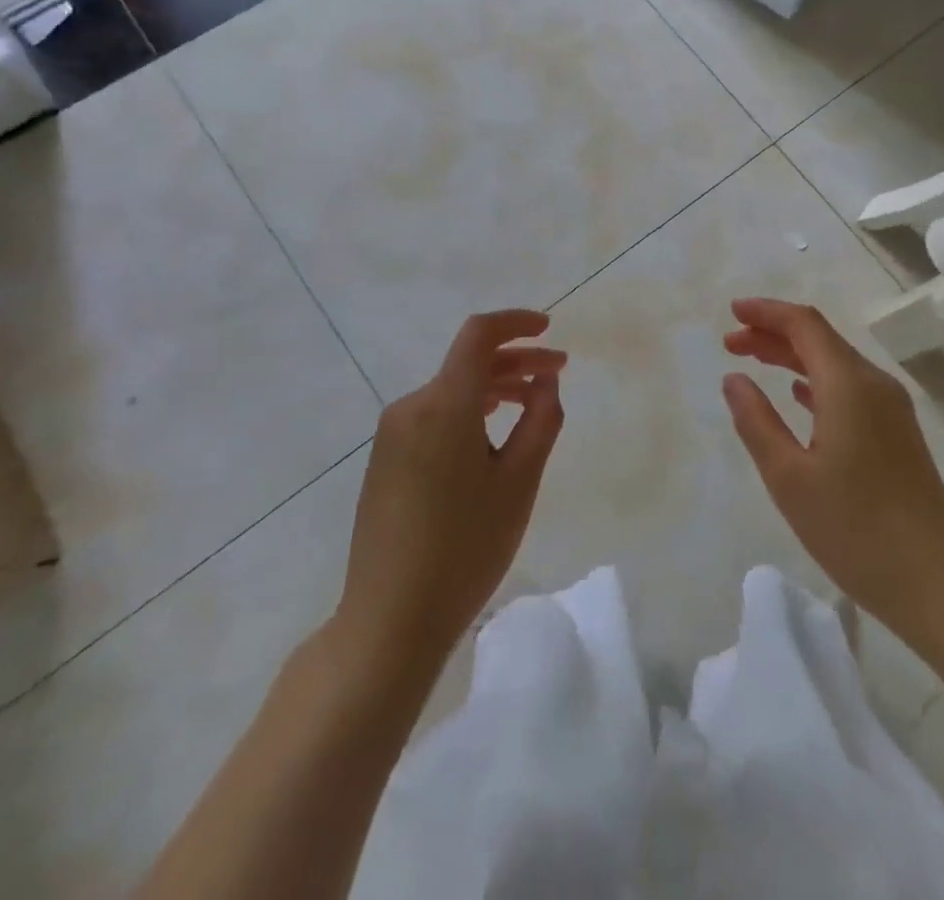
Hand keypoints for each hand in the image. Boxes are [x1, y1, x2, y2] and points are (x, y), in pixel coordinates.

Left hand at [336, 311, 565, 674]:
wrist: (389, 620)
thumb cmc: (465, 549)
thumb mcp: (519, 483)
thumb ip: (540, 421)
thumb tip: (544, 381)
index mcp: (443, 405)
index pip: (478, 335)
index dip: (515, 323)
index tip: (548, 329)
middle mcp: (411, 407)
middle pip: (468, 363)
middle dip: (516, 361)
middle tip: (558, 374)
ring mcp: (392, 434)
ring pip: (451, 390)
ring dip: (494, 387)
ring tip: (532, 404)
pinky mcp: (385, 459)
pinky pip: (433, 415)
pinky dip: (469, 411)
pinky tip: (492, 434)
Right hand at [722, 297, 943, 641]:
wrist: (941, 586)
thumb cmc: (856, 531)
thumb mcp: (789, 479)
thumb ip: (756, 422)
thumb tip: (733, 379)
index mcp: (849, 385)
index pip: (804, 324)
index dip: (766, 312)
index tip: (731, 313)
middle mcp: (874, 385)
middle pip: (820, 340)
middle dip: (773, 333)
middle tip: (731, 343)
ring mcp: (891, 410)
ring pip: (835, 364)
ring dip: (792, 357)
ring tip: (753, 362)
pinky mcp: (898, 435)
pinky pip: (849, 389)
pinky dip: (815, 382)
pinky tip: (797, 397)